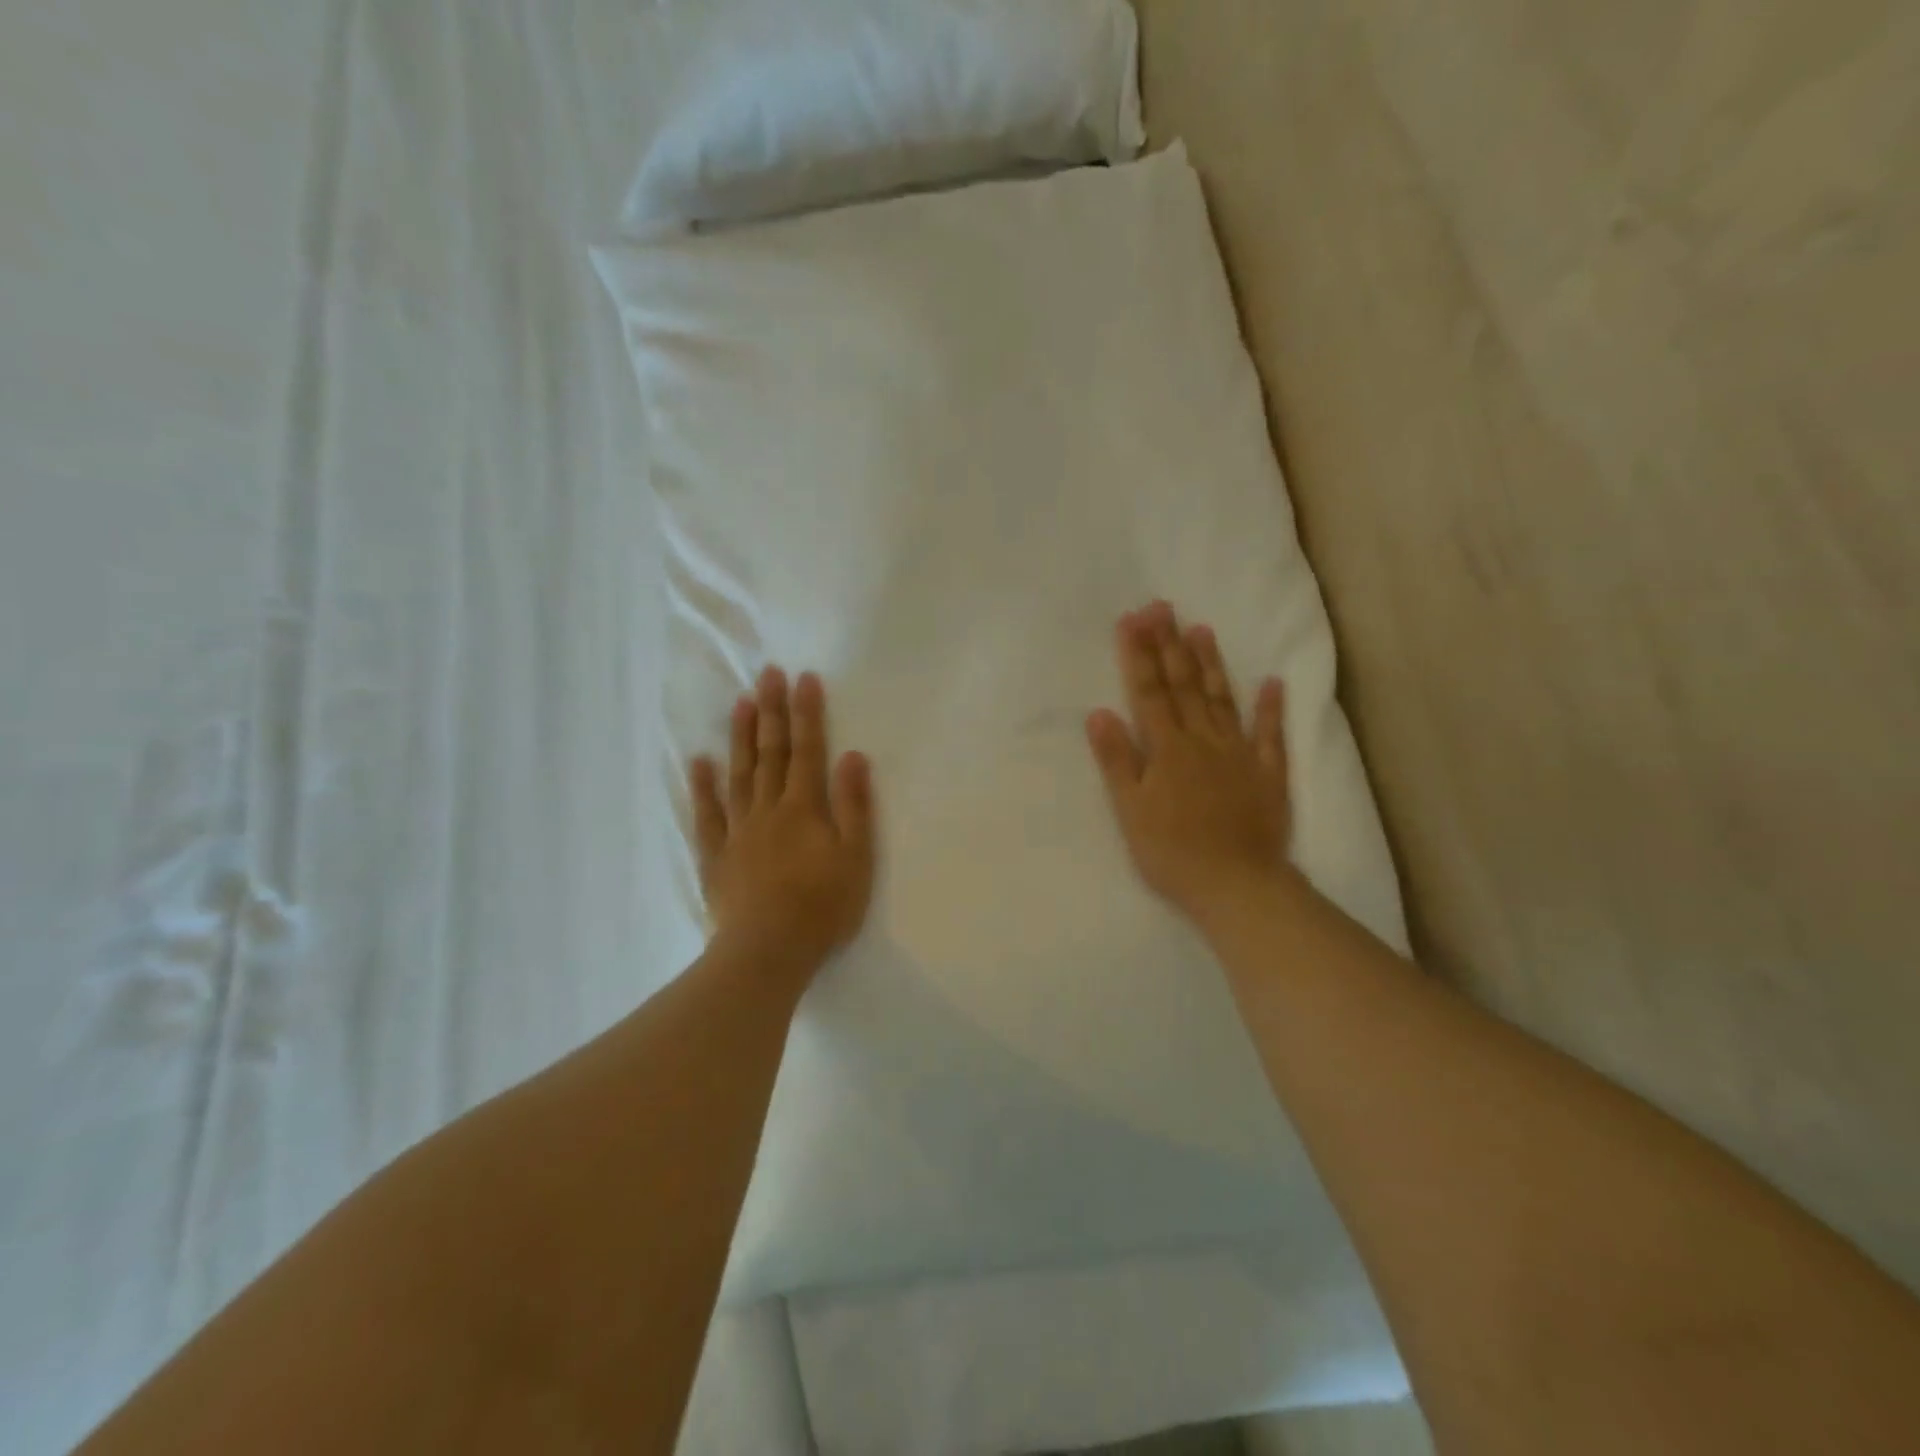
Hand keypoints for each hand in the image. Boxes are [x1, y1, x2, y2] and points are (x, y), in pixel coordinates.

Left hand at [689, 667, 875, 982]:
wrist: (769, 951)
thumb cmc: (823, 907)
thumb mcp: (856, 857)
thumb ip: (854, 805)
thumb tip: (852, 755)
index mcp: (804, 808)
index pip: (807, 750)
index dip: (807, 713)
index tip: (804, 678)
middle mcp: (768, 809)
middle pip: (770, 752)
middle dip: (771, 711)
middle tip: (768, 674)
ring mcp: (738, 831)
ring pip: (739, 774)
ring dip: (740, 736)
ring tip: (740, 702)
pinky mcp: (716, 855)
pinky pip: (706, 814)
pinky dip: (702, 786)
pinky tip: (699, 761)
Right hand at [1085, 601, 1292, 925]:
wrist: (1237, 885)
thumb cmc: (1172, 852)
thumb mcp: (1131, 810)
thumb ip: (1117, 760)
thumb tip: (1099, 713)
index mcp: (1167, 749)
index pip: (1149, 692)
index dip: (1138, 655)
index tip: (1132, 619)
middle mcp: (1204, 741)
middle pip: (1184, 686)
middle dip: (1170, 645)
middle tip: (1163, 607)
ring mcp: (1239, 755)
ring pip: (1223, 700)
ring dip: (1212, 664)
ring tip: (1202, 629)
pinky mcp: (1268, 775)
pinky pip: (1271, 736)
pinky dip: (1271, 708)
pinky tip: (1272, 682)